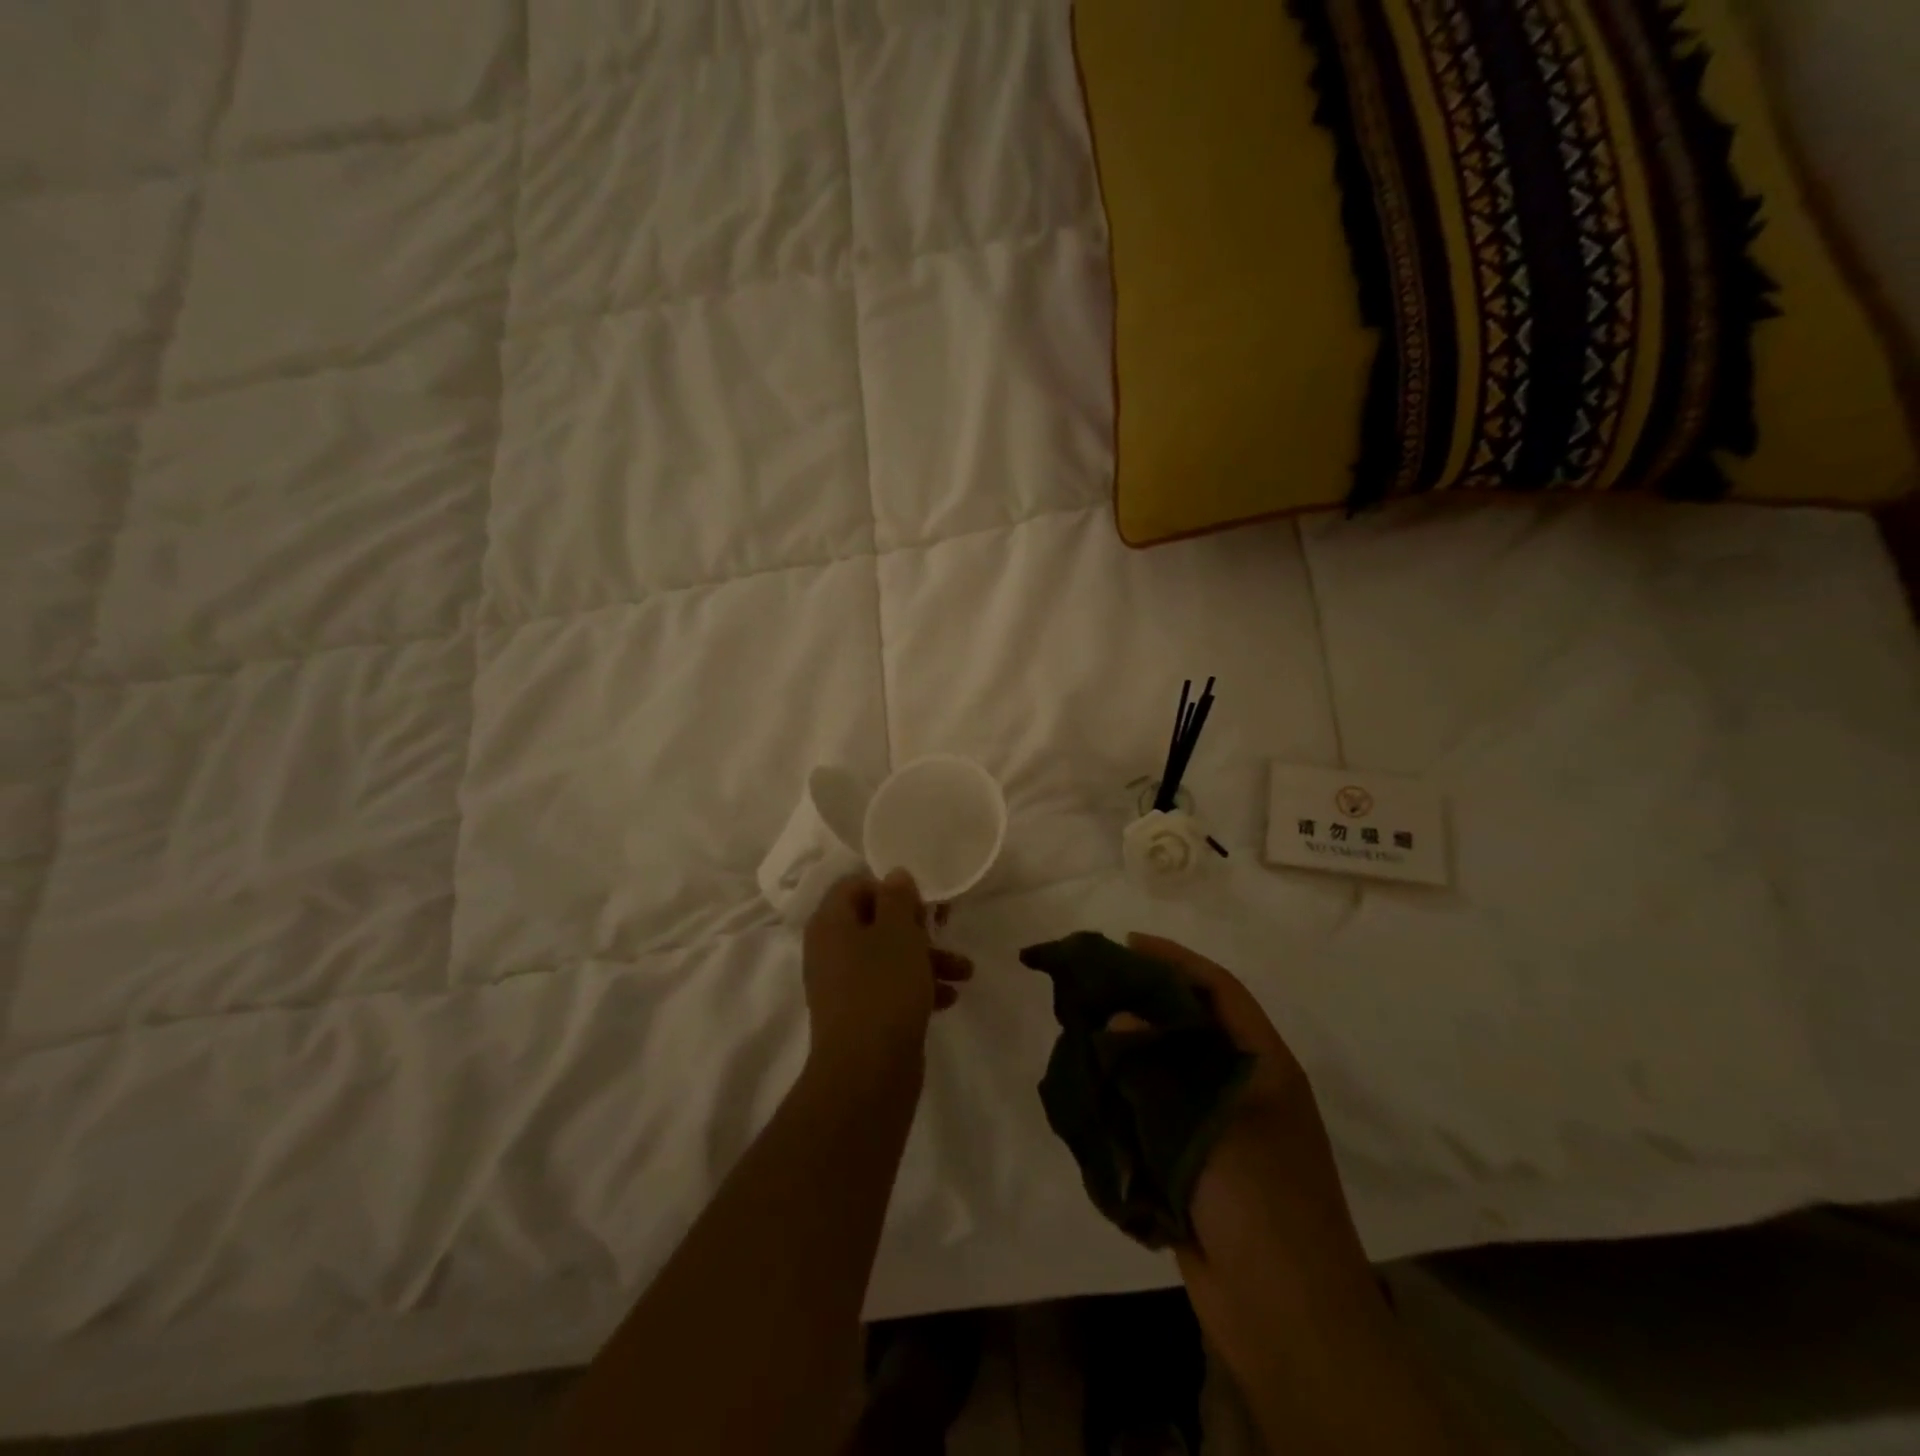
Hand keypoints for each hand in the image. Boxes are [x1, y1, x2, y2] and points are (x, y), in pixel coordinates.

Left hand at [803, 871, 972, 1074]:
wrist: (867, 1073)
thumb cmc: (883, 988)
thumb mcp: (898, 932)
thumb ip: (898, 898)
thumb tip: (894, 876)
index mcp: (830, 923)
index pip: (854, 886)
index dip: (889, 887)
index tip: (920, 901)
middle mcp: (830, 950)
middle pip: (875, 922)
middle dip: (917, 926)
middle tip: (946, 927)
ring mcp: (843, 986)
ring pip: (888, 957)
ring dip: (927, 959)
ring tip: (965, 972)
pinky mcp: (861, 1016)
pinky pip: (889, 989)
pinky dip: (918, 988)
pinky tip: (949, 999)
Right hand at [1123, 936, 1371, 1327]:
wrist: (1288, 1318)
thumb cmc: (1263, 1205)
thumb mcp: (1215, 1125)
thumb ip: (1161, 1068)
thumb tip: (1119, 1017)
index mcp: (1263, 1066)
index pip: (1219, 991)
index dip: (1176, 961)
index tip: (1128, 944)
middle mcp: (1241, 1087)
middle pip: (1189, 1026)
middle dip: (1144, 1001)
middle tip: (1092, 985)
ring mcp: (1217, 1128)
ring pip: (1167, 1070)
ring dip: (1129, 1050)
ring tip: (1081, 1029)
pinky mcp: (1192, 1164)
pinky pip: (1154, 1115)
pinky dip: (1125, 1098)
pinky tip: (1091, 1089)